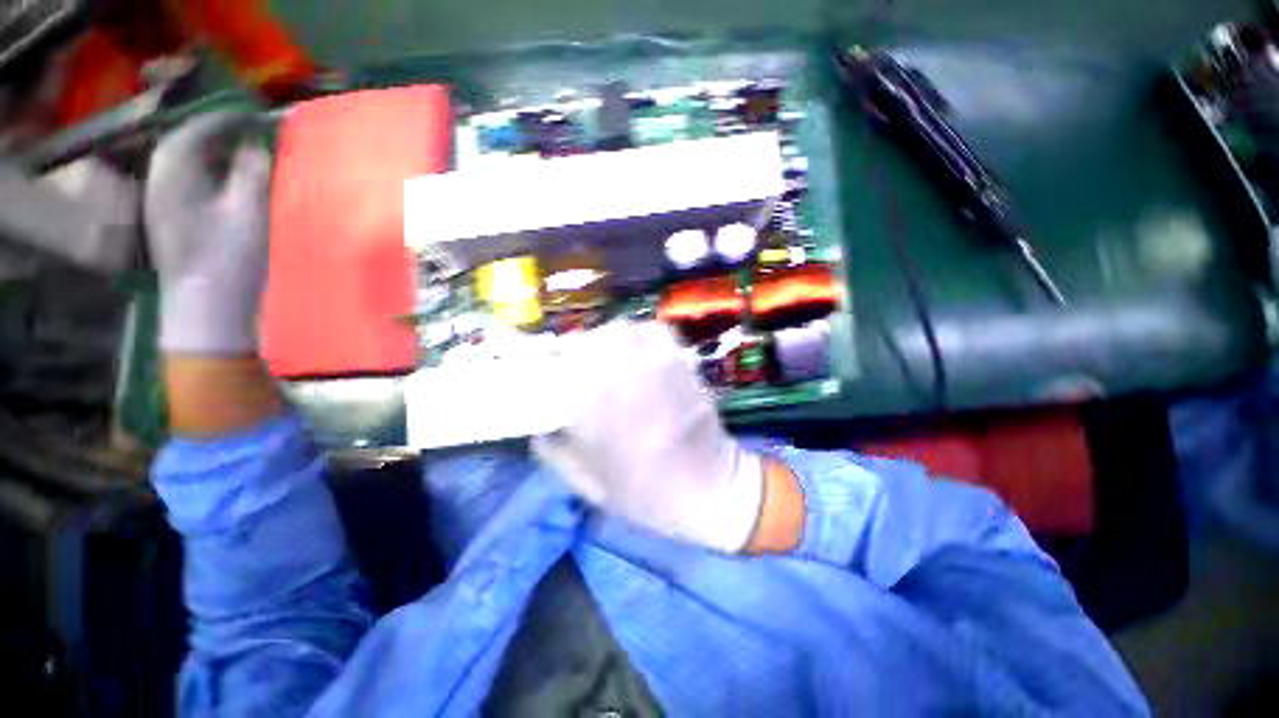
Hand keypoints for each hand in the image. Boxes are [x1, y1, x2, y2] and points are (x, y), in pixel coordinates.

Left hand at [145, 112, 271, 354]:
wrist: (204, 308)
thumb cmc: (227, 258)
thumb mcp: (248, 210)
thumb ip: (253, 170)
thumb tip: (259, 142)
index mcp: (175, 168)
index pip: (203, 126)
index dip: (234, 118)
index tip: (264, 116)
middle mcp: (160, 176)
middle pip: (192, 141)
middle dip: (225, 133)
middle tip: (259, 135)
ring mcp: (162, 199)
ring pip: (191, 162)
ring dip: (219, 154)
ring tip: (250, 156)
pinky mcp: (170, 218)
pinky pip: (191, 181)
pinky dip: (213, 175)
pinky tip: (232, 184)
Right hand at [533, 321, 765, 552]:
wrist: (711, 490)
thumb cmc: (648, 496)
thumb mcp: (590, 487)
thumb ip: (556, 454)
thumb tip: (538, 427)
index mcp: (594, 413)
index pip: (560, 371)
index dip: (551, 367)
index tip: (550, 373)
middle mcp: (622, 381)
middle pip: (590, 342)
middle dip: (578, 349)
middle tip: (577, 363)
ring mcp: (656, 367)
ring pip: (621, 331)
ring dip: (607, 338)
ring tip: (605, 354)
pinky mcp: (681, 363)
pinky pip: (656, 331)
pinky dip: (640, 332)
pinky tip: (637, 348)